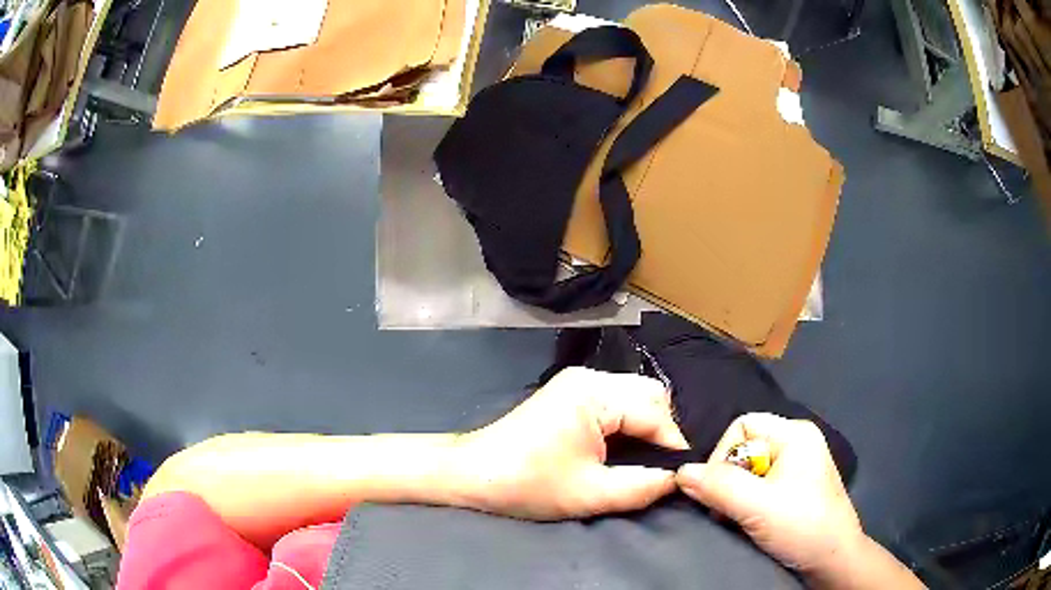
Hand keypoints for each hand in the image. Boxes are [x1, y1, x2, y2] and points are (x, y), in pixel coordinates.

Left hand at [452, 367, 688, 520]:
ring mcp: (578, 383)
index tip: (681, 475)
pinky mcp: (570, 395)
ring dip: (646, 428)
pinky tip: (623, 451)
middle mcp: (589, 378)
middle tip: (661, 468)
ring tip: (645, 463)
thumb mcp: (590, 494)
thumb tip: (677, 480)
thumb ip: (642, 487)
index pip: (655, 412)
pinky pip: (616, 402)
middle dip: (662, 431)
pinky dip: (628, 425)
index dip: (672, 445)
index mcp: (594, 394)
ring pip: (635, 397)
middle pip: (649, 395)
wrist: (471, 475)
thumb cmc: (526, 484)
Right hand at [675, 413, 863, 574]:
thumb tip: (680, 472)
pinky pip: (759, 486)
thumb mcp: (757, 506)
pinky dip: (747, 503)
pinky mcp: (795, 490)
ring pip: (749, 471)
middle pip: (744, 449)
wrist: (833, 561)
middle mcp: (797, 443)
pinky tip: (749, 522)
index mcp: (795, 434)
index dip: (721, 455)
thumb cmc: (802, 526)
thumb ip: (718, 487)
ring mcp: (798, 467)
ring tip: (738, 519)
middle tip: (726, 511)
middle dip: (728, 480)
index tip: (716, 491)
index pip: (742, 426)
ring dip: (735, 496)